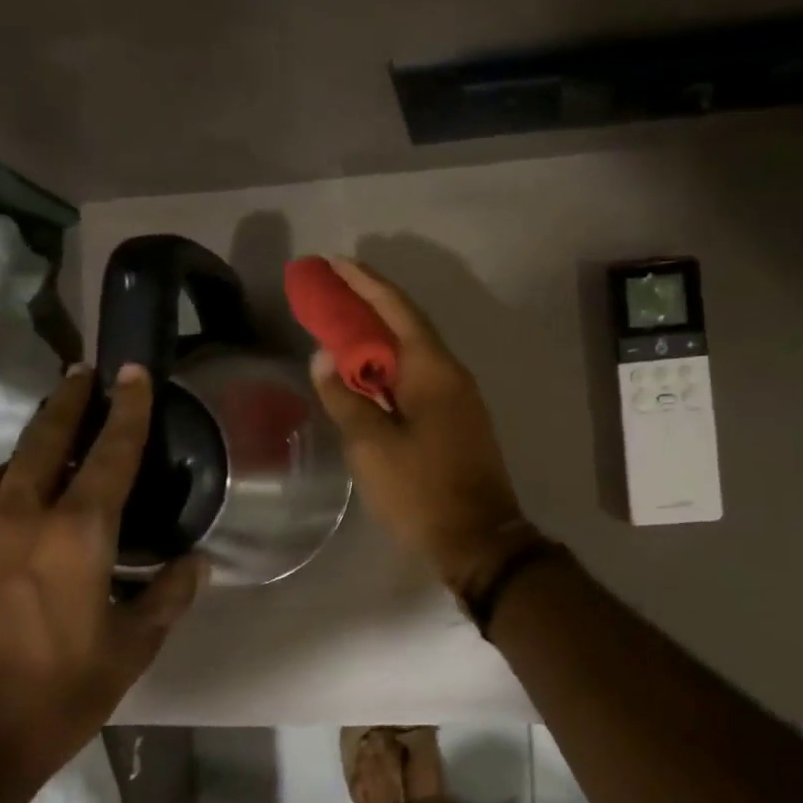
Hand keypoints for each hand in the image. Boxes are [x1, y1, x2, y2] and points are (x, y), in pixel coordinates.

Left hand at [0, 364, 201, 790]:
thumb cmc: (55, 699)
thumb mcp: (130, 652)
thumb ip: (168, 597)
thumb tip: (197, 562)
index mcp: (76, 535)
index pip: (111, 453)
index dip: (128, 409)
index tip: (132, 372)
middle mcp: (17, 518)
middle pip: (43, 439)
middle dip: (67, 400)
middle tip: (82, 374)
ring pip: (1, 472)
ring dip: (30, 451)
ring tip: (50, 452)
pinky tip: (10, 522)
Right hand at [309, 259, 527, 591]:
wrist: (478, 539)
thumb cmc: (421, 491)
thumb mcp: (372, 446)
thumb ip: (345, 398)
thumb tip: (325, 358)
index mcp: (432, 369)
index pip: (395, 309)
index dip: (363, 282)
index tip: (333, 262)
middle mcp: (450, 373)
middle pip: (405, 325)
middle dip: (366, 304)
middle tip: (327, 291)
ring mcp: (457, 398)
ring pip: (411, 353)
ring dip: (376, 337)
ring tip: (338, 327)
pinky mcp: (455, 421)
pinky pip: (417, 378)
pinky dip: (388, 368)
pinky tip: (365, 376)